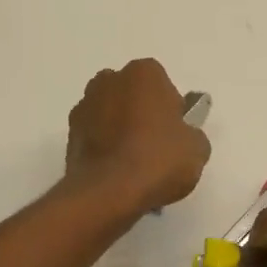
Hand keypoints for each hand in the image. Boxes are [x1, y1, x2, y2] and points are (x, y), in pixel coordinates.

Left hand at [64, 59, 211, 213]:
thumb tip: (182, 137)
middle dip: (142, 114)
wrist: (108, 193)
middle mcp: (109, 80)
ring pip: (110, 114)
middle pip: (133, 95)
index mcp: (143, 73)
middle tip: (156, 147)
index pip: (163, 85)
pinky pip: (95, 136)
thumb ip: (192, 134)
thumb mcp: (197, 149)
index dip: (171, 110)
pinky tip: (117, 173)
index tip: (175, 134)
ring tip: (135, 165)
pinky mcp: (69, 134)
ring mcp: (84, 106)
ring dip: (120, 130)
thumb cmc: (158, 160)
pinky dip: (104, 148)